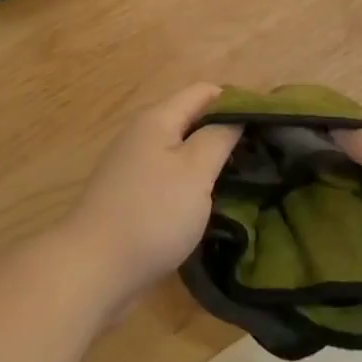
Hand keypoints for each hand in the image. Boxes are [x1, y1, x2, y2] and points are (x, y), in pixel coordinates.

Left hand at [65, 83, 239, 319]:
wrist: (93, 270)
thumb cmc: (152, 213)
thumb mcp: (195, 171)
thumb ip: (219, 137)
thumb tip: (237, 116)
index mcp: (157, 119)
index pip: (204, 92)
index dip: (237, 100)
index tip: (267, 123)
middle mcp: (142, 135)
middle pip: (192, 119)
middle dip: (225, 131)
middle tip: (262, 153)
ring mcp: (133, 167)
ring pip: (181, 151)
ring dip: (209, 160)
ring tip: (243, 178)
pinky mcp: (130, 197)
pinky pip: (169, 178)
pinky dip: (191, 183)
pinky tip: (209, 203)